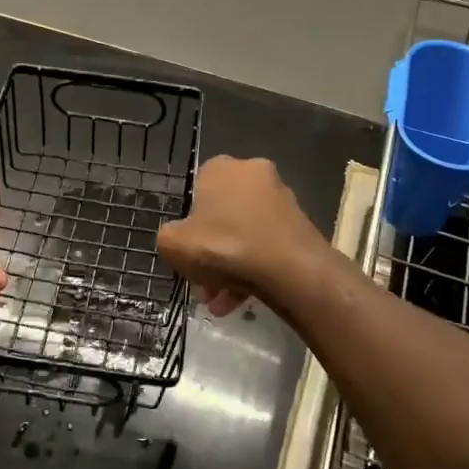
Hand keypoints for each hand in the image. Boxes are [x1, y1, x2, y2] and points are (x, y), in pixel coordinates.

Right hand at [157, 156, 327, 316]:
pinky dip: (253, 270)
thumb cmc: (224, 245)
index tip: (187, 251)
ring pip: (245, 235)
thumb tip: (178, 239)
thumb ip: (168, 237)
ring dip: (230, 266)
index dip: (189, 224)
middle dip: (211, 251)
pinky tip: (241, 301)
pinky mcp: (300, 225)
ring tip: (221, 301)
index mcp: (221, 167)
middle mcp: (253, 174)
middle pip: (223, 216)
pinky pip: (267, 246)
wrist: (289, 269)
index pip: (197, 190)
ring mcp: (281, 199)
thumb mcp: (173, 243)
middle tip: (203, 282)